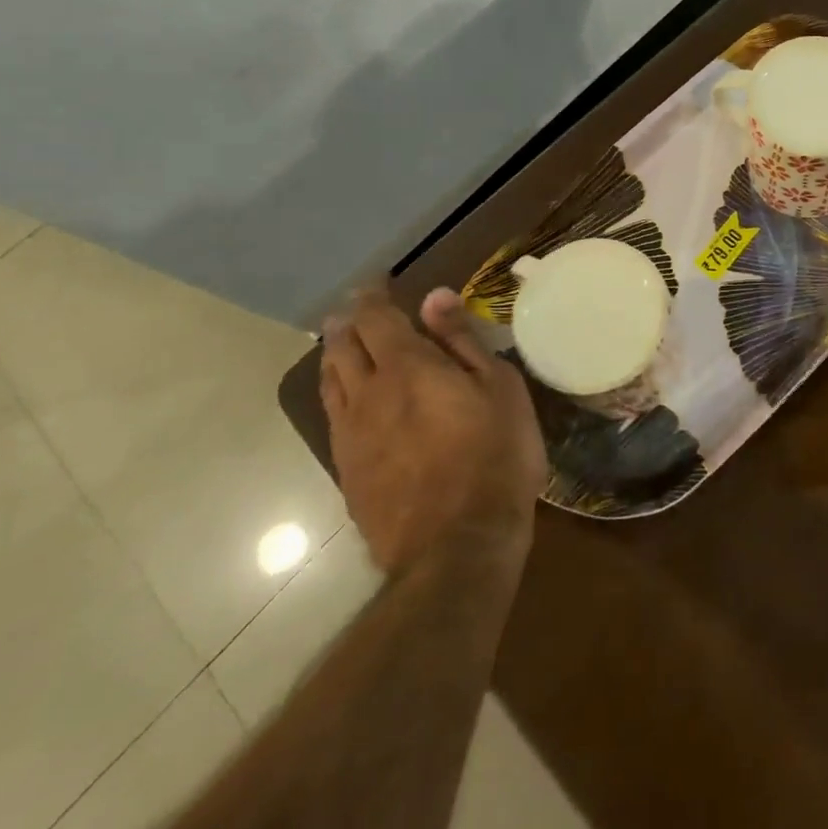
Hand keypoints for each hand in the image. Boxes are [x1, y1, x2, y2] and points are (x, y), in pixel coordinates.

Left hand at [321, 288, 546, 575]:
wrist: (457, 545)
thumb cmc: (494, 455)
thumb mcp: (498, 388)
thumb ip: (461, 341)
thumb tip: (434, 296)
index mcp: (406, 368)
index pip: (376, 318)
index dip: (373, 296)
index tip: (377, 283)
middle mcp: (367, 395)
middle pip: (342, 347)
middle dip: (347, 323)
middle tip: (354, 310)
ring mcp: (350, 437)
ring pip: (330, 382)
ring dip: (335, 356)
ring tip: (343, 345)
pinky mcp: (347, 472)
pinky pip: (333, 418)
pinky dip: (338, 393)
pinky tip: (349, 399)